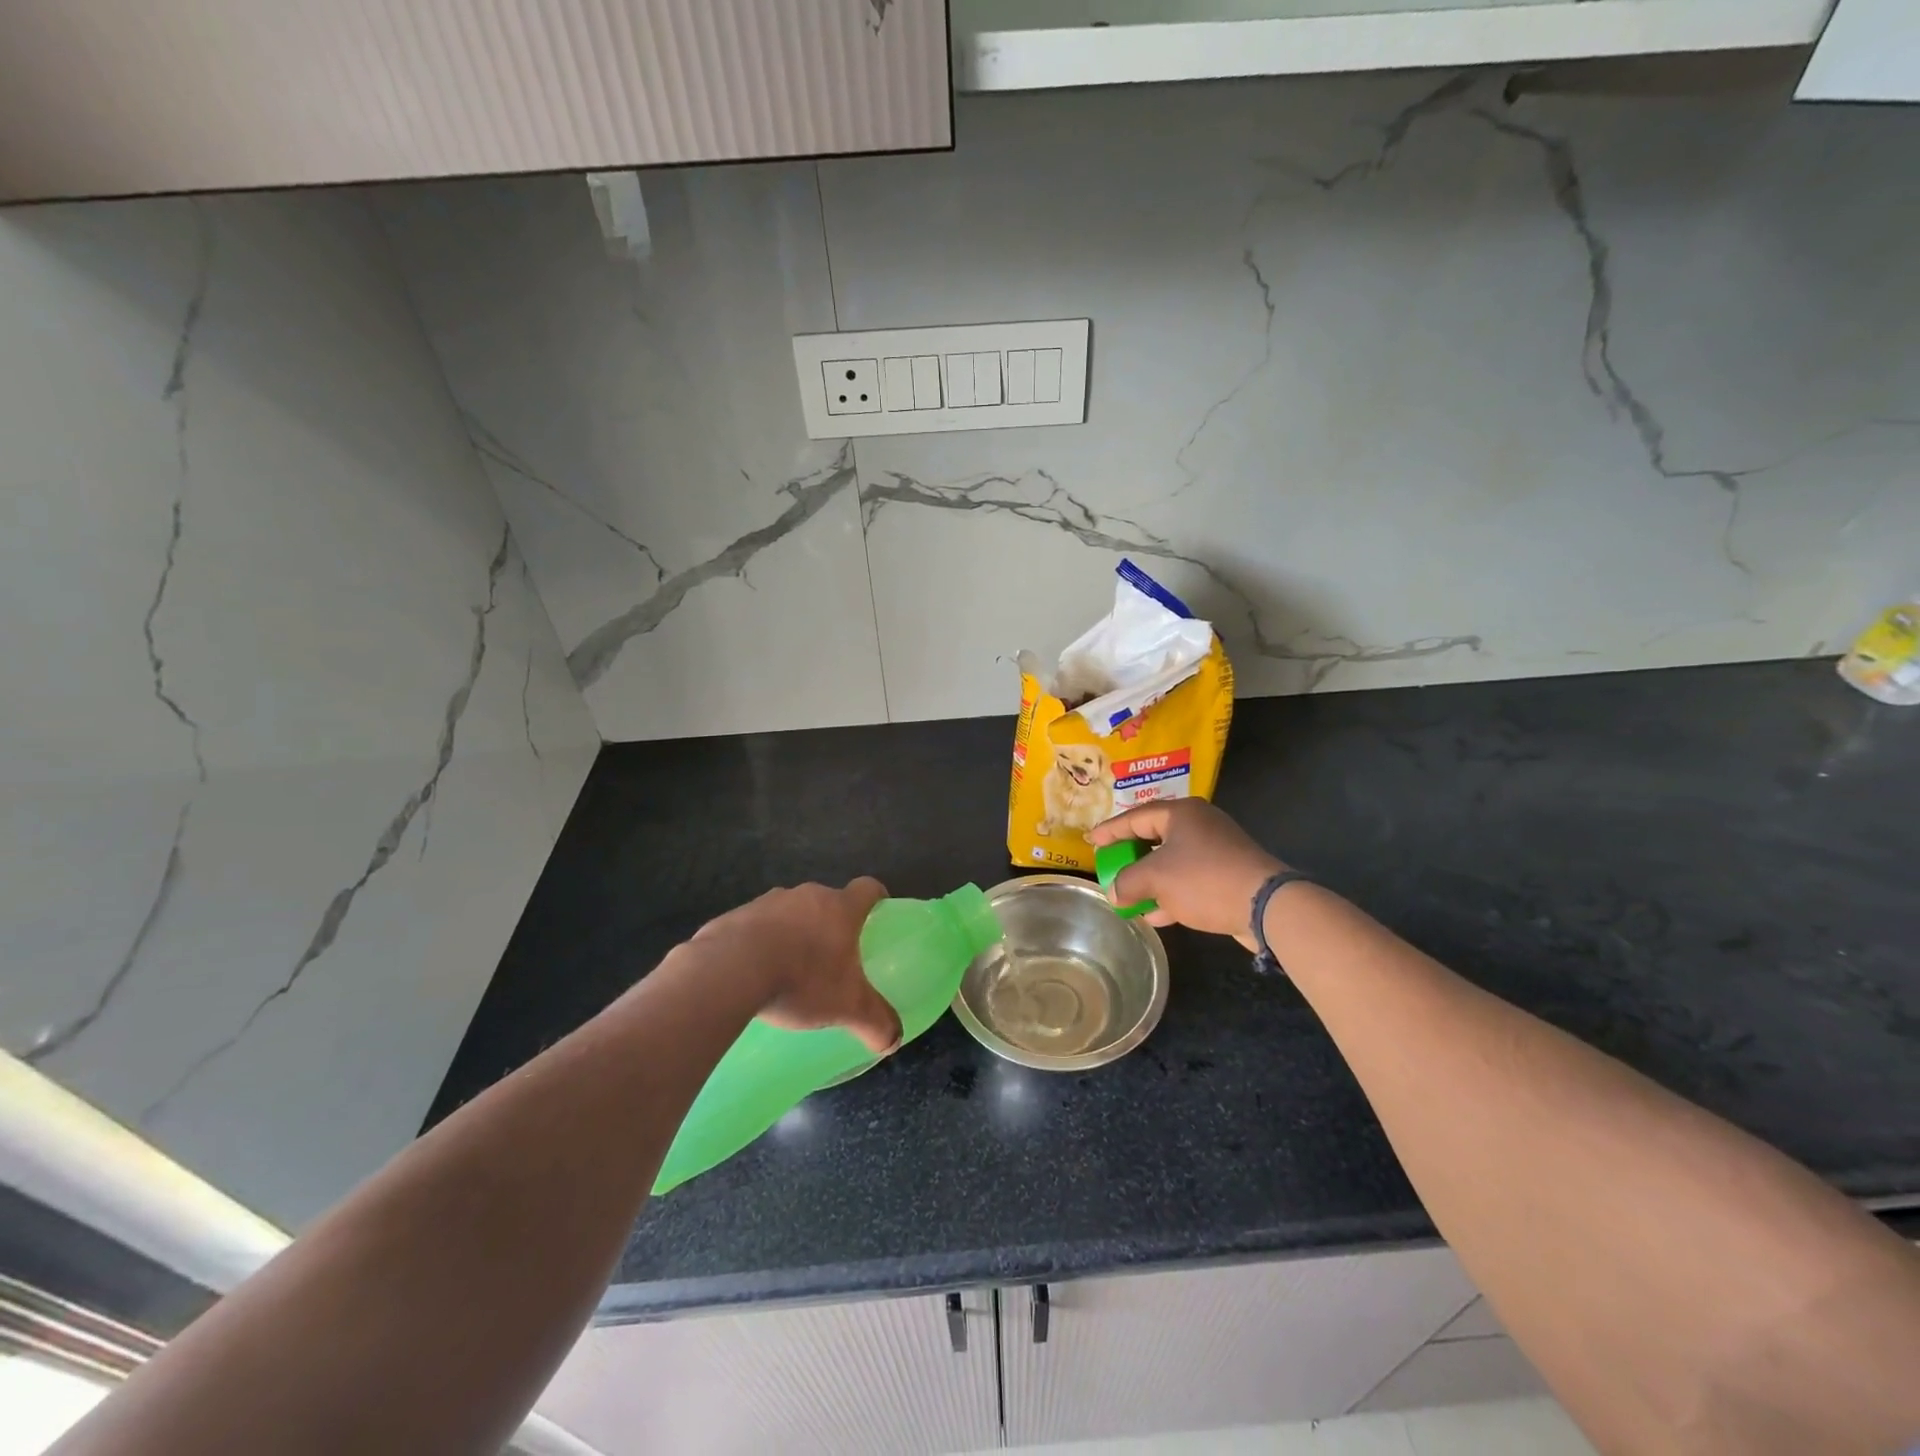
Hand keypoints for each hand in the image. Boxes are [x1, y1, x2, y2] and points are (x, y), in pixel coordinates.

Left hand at [690, 879, 902, 1054]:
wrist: (729, 970)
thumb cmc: (802, 979)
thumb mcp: (848, 1007)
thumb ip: (876, 1022)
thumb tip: (893, 1041)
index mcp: (840, 908)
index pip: (868, 888)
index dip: (876, 898)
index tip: (877, 914)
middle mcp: (806, 895)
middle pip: (827, 901)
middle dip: (830, 924)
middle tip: (832, 957)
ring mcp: (767, 902)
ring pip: (789, 912)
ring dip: (793, 933)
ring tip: (788, 970)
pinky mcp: (734, 916)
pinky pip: (754, 926)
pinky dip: (759, 943)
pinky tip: (753, 974)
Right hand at [1087, 801, 1284, 950]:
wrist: (1265, 905)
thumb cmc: (1203, 880)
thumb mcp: (1155, 879)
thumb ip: (1127, 882)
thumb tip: (1115, 893)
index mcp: (1181, 814)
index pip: (1135, 817)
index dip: (1110, 830)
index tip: (1091, 841)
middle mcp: (1200, 824)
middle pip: (1155, 836)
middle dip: (1131, 856)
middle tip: (1111, 864)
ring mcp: (1217, 849)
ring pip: (1173, 860)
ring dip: (1151, 879)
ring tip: (1129, 895)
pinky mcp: (1228, 873)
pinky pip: (1190, 879)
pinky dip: (1171, 892)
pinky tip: (1156, 914)